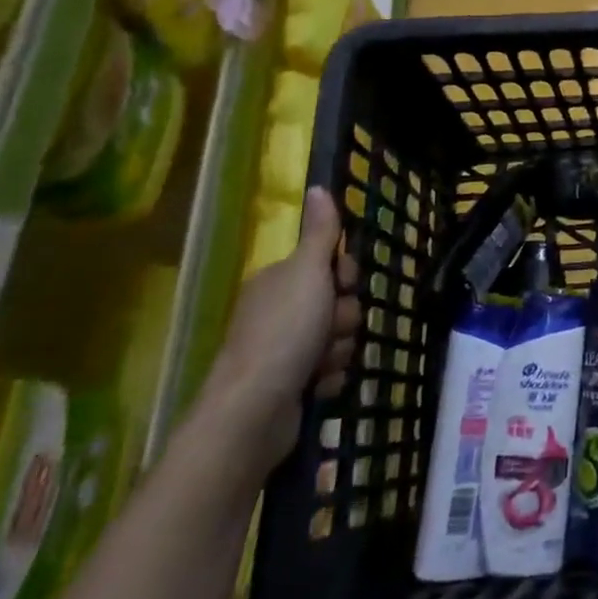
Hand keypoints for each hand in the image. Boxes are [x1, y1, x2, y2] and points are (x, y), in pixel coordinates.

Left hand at [207, 188, 361, 472]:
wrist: (253, 413)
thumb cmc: (283, 333)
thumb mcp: (308, 272)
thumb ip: (320, 232)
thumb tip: (319, 186)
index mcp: (280, 280)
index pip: (331, 264)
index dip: (345, 275)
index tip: (342, 284)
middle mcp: (280, 311)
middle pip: (339, 302)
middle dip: (343, 319)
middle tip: (329, 329)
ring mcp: (283, 350)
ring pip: (338, 338)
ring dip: (338, 351)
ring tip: (319, 366)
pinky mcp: (291, 385)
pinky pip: (329, 370)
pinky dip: (327, 378)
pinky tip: (316, 387)